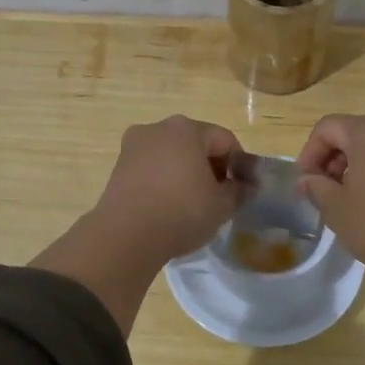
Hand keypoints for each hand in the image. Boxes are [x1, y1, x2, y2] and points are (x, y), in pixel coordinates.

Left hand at [32, 116, 245, 335]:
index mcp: (187, 129)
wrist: (125, 235)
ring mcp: (133, 146)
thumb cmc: (182, 212)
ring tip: (191, 204)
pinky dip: (163, 181)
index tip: (240, 190)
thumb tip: (247, 186)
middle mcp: (158, 128)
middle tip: (217, 197)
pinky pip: (151, 168)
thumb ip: (239, 191)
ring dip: (185, 173)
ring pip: (171, 155)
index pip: (225, 140)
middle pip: (196, 143)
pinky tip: (167, 206)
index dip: (238, 164)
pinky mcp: (118, 167)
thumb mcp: (222, 205)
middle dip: (210, 167)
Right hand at [294, 115, 364, 277]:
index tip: (306, 181)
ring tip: (351, 198)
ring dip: (357, 165)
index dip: (310, 152)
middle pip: (354, 133)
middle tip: (325, 190)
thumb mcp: (337, 209)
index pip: (327, 128)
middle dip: (334, 158)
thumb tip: (307, 180)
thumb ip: (316, 187)